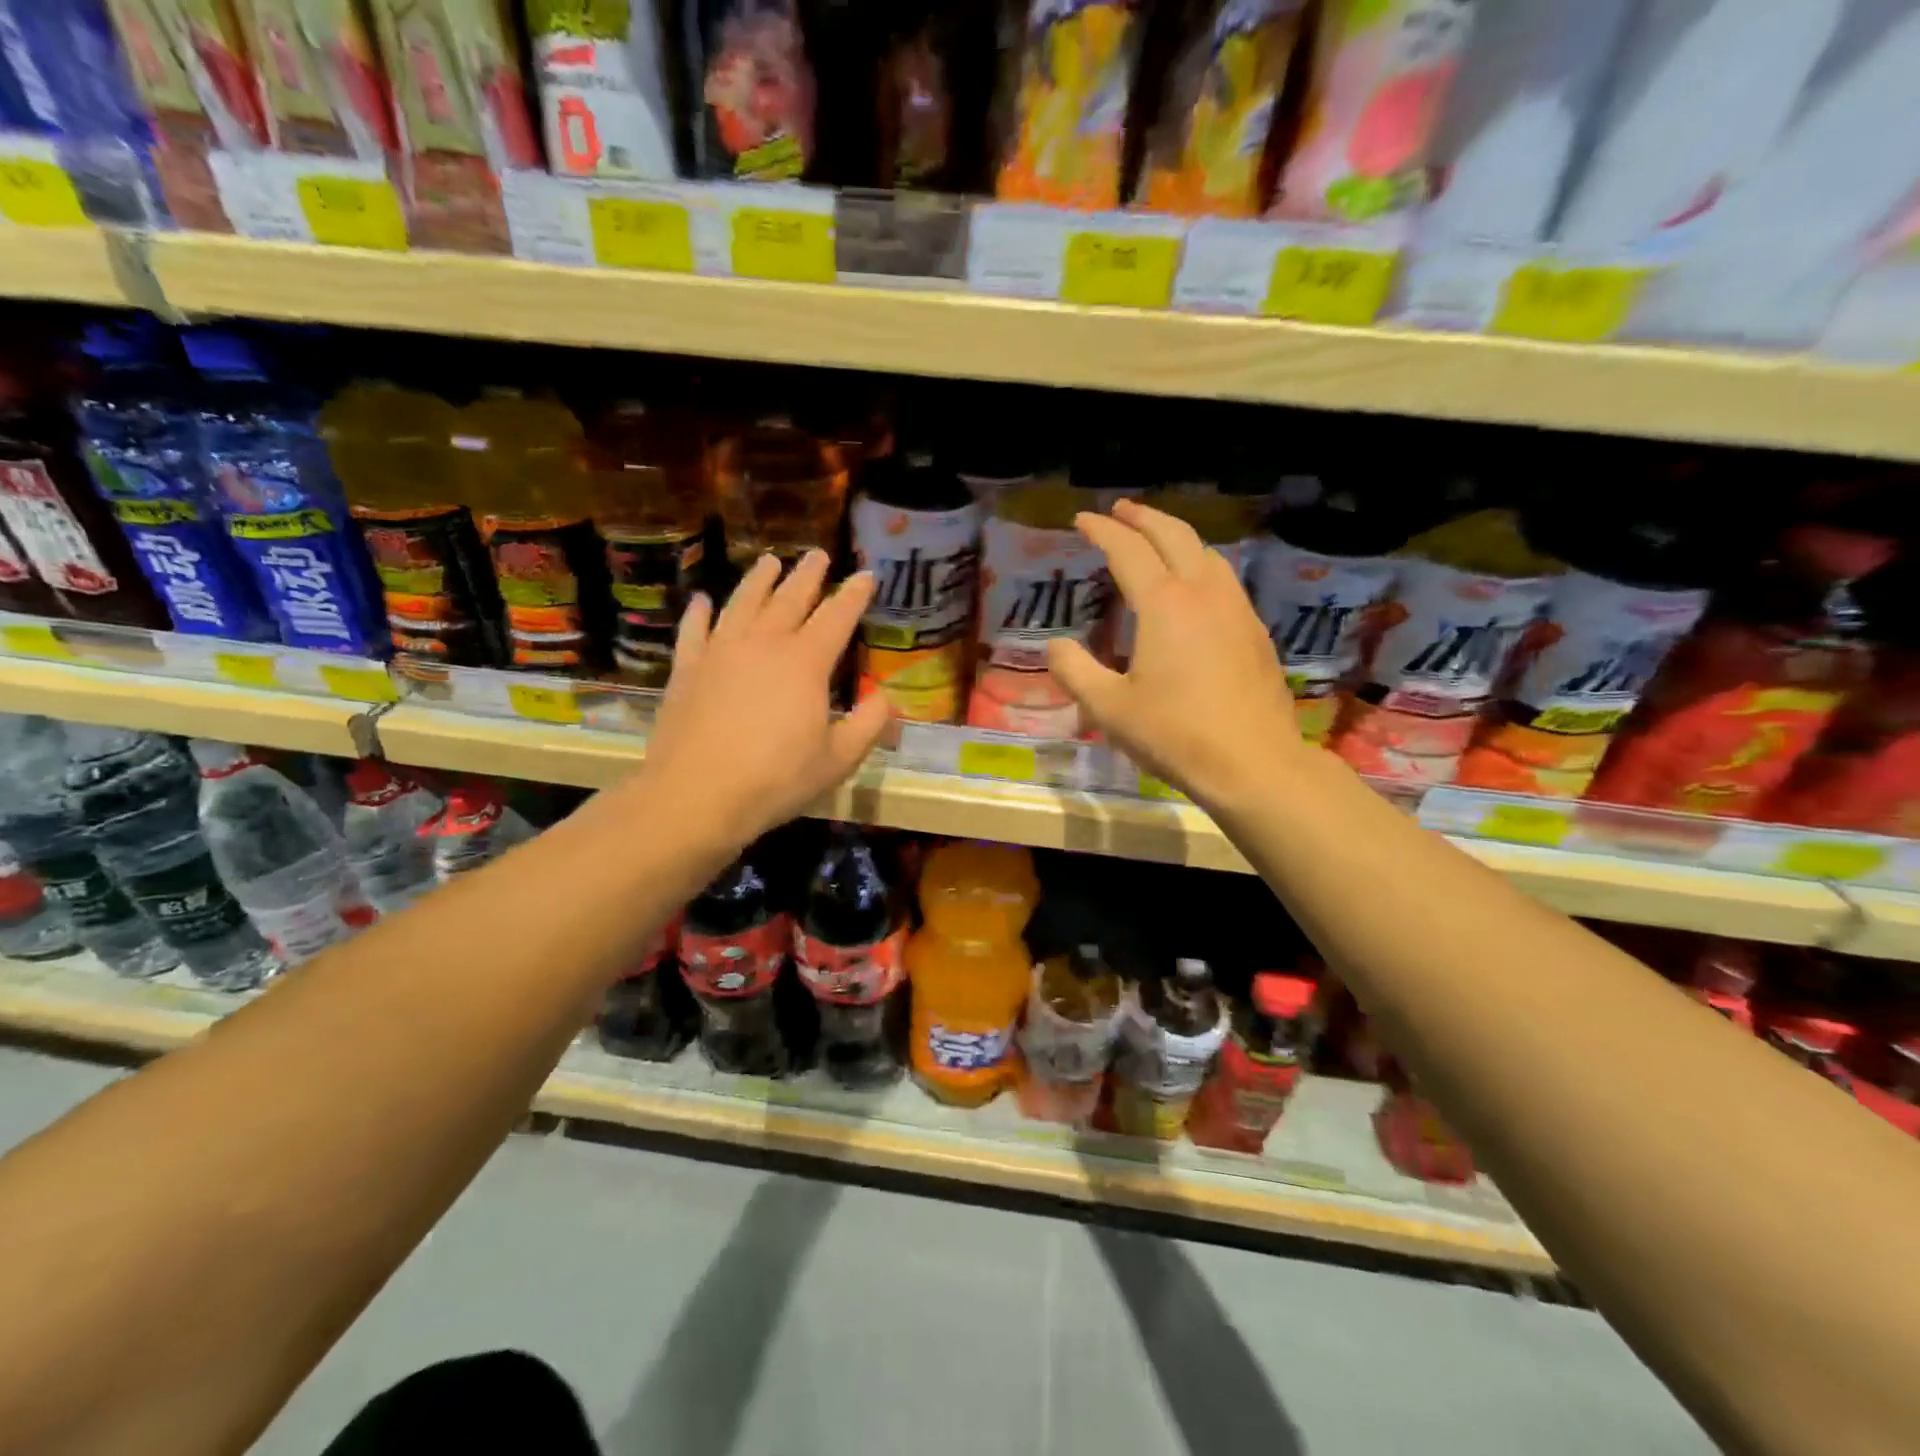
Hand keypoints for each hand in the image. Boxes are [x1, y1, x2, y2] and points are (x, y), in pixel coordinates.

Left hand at [637, 551, 890, 849]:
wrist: (697, 796)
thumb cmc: (776, 780)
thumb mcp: (838, 760)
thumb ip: (868, 725)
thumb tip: (886, 698)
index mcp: (806, 662)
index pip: (837, 616)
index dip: (854, 594)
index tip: (866, 575)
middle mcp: (764, 644)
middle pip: (790, 598)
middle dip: (808, 575)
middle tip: (818, 554)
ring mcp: (721, 651)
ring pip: (743, 602)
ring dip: (759, 579)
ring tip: (770, 560)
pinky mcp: (687, 668)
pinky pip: (694, 629)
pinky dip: (699, 612)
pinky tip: (702, 600)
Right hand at [1047, 499, 1302, 809]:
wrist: (1253, 763)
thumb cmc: (1174, 735)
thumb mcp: (1109, 708)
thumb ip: (1075, 671)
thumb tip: (1055, 646)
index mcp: (1164, 605)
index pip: (1128, 550)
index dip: (1103, 531)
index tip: (1083, 520)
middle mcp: (1203, 594)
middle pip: (1174, 536)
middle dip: (1144, 517)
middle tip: (1120, 510)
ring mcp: (1236, 610)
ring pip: (1206, 553)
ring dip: (1176, 536)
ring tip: (1156, 539)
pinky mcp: (1254, 632)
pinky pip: (1224, 580)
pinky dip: (1200, 564)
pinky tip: (1194, 585)